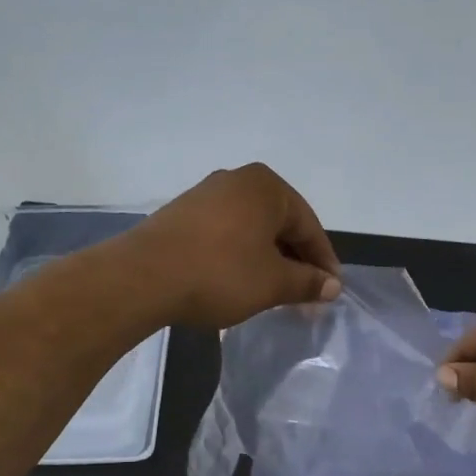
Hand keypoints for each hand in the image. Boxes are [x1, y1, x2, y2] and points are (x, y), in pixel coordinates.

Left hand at [128, 163, 341, 328]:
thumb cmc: (220, 273)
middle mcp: (237, 180)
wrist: (143, 278)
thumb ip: (307, 282)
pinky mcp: (182, 214)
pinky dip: (241, 256)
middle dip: (296, 261)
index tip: (331, 291)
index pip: (309, 226)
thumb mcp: (273, 283)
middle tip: (306, 295)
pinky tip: (240, 281)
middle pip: (280, 225)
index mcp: (266, 187)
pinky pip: (226, 233)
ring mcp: (206, 194)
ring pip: (252, 230)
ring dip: (268, 260)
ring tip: (275, 292)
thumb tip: (332, 286)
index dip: (323, 262)